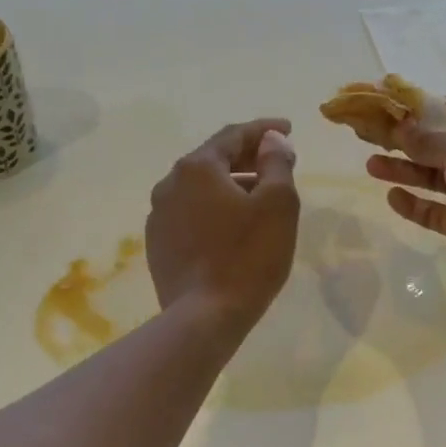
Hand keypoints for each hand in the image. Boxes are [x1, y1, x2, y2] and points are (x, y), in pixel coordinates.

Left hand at [146, 118, 300, 330]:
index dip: (264, 130)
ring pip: (200, 188)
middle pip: (213, 159)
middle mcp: (169, 183)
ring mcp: (158, 215)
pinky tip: (231, 225)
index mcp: (197, 167)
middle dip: (247, 156)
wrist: (204, 317)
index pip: (234, 135)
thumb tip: (271, 139)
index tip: (288, 129)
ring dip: (230, 184)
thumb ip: (276, 163)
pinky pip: (190, 213)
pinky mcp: (157, 243)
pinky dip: (213, 209)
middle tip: (276, 161)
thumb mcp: (277, 205)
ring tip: (258, 195)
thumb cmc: (248, 257)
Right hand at [366, 98, 445, 298]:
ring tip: (370, 165)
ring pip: (434, 179)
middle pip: (442, 146)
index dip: (435, 107)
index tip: (400, 107)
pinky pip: (434, 213)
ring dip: (404, 171)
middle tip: (372, 136)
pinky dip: (414, 205)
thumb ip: (431, 140)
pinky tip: (392, 197)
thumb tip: (400, 126)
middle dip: (409, 140)